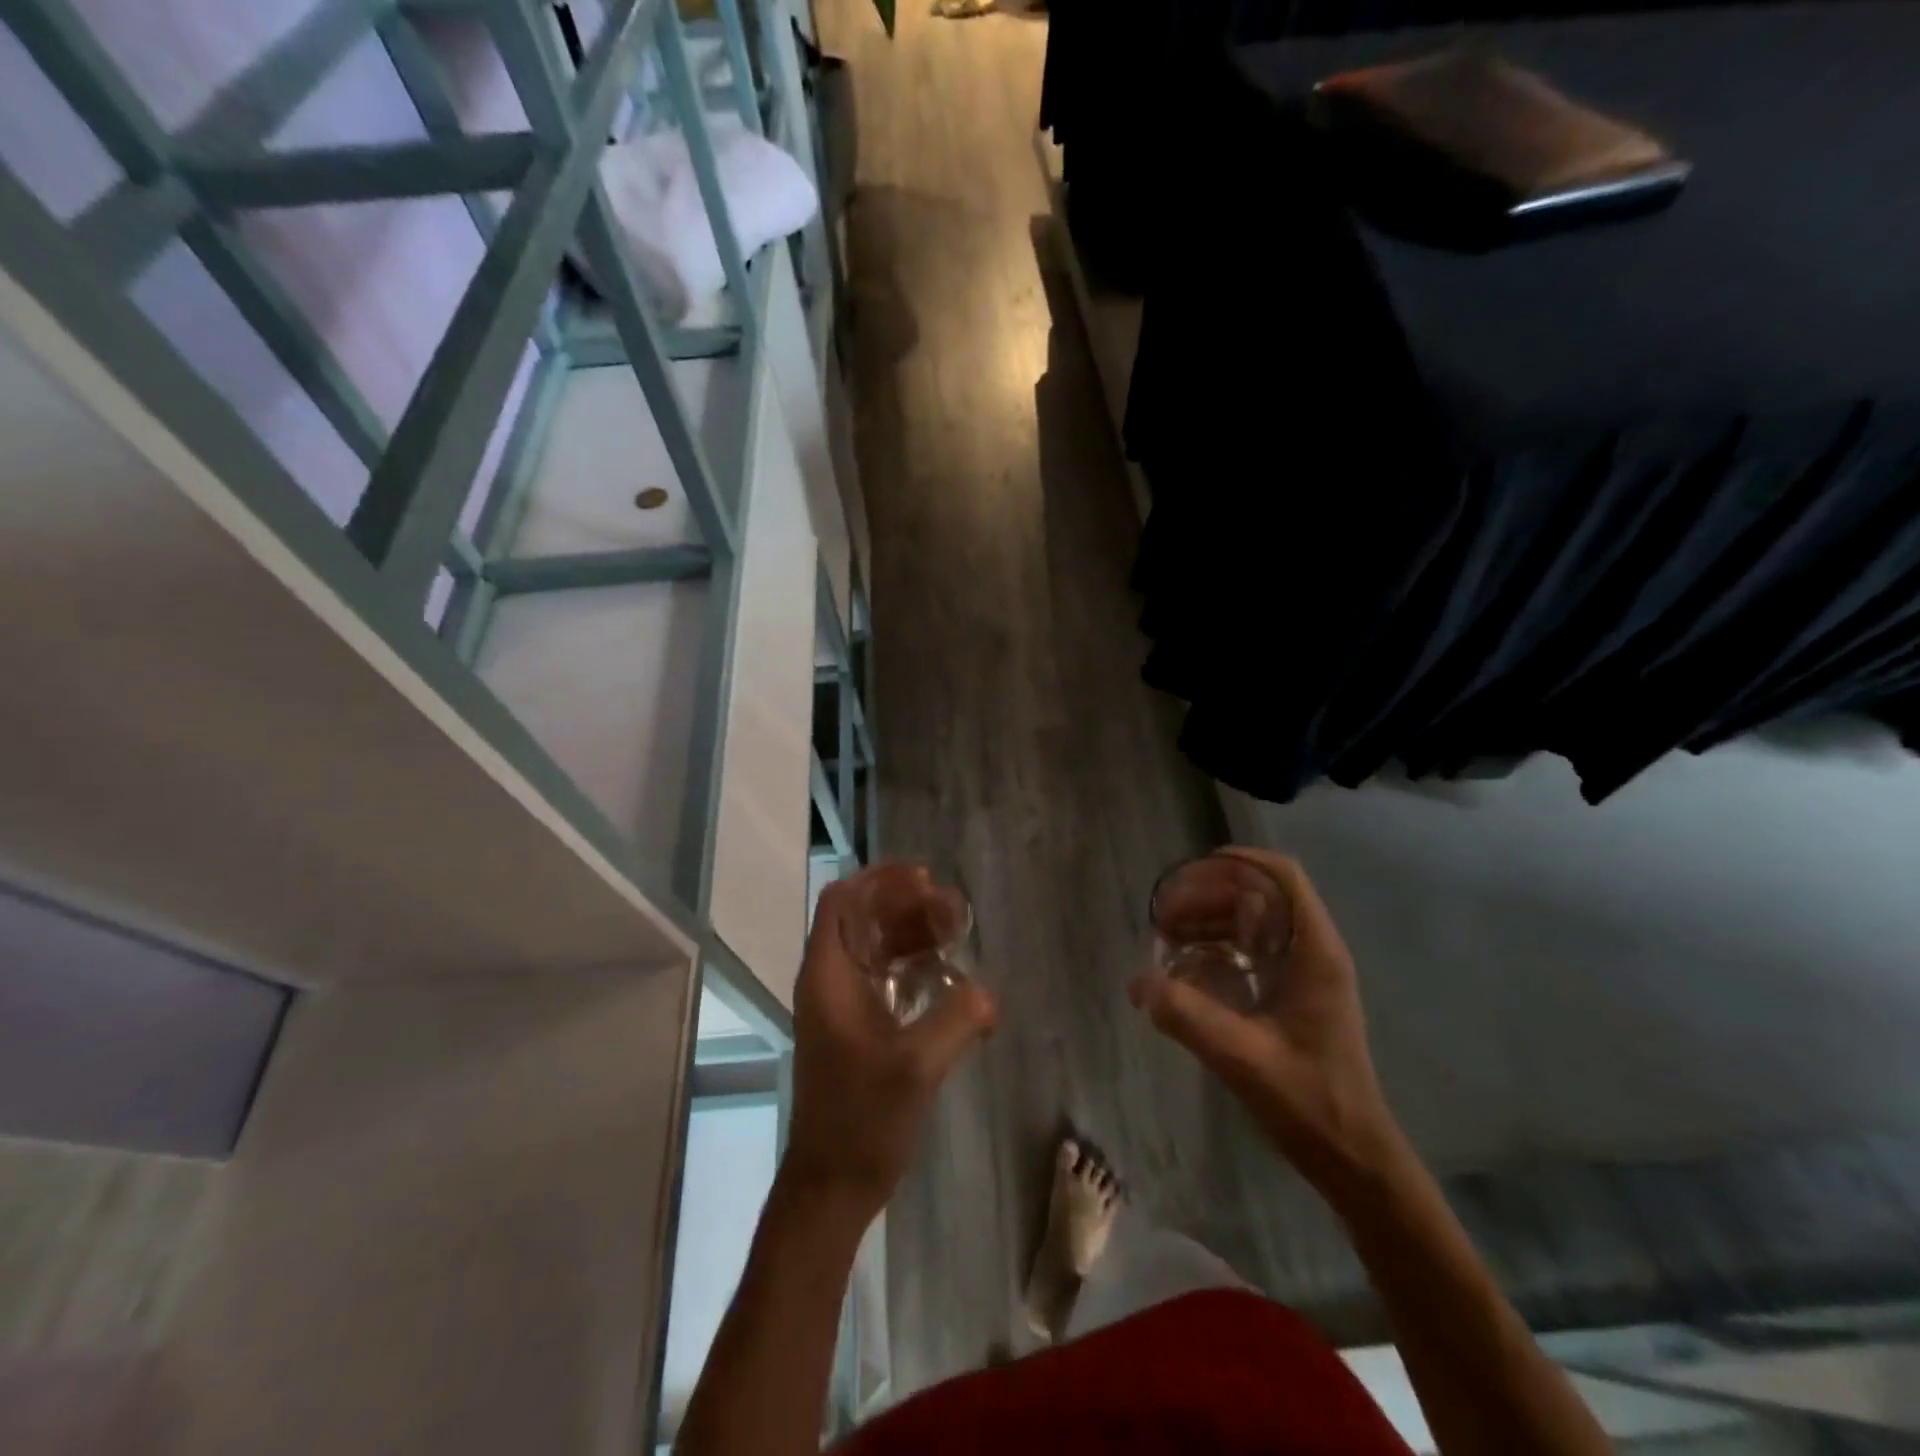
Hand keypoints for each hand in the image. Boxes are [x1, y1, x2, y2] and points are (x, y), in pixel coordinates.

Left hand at [782, 876, 997, 1219]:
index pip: (843, 901)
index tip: (925, 879)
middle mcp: (830, 980)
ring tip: (957, 933)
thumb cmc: (862, 1120)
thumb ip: (956, 1019)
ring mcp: (842, 1005)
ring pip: (876, 947)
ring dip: (912, 933)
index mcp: (828, 975)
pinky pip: (885, 976)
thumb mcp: (915, 1067)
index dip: (881, 880)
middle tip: (955, 910)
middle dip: (907, 905)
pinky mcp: (858, 1028)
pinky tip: (948, 975)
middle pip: (863, 919)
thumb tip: (989, 992)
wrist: (832, 1186)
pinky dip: (913, 964)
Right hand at [1129, 849, 1402, 1193]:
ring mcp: (1304, 973)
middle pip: (1258, 896)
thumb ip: (1189, 1017)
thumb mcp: (1242, 1058)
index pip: (1281, 877)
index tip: (1188, 873)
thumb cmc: (1309, 1102)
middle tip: (1162, 919)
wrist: (1354, 1158)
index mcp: (1314, 952)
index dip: (1236, 863)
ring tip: (1165, 941)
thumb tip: (1137, 983)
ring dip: (1208, 922)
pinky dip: (1216, 949)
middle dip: (1206, 897)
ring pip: (1252, 923)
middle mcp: (1312, 952)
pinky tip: (1185, 972)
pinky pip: (1250, 952)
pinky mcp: (1293, 995)